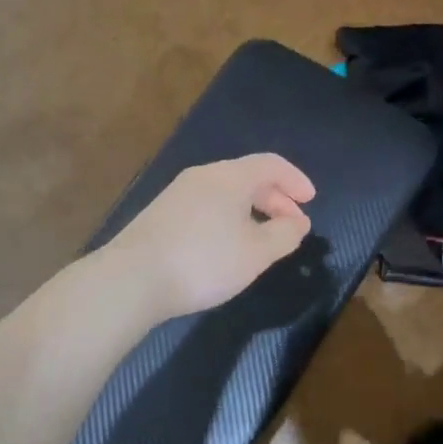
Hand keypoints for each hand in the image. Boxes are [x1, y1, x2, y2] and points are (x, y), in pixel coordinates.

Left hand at [104, 154, 315, 319]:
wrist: (132, 279)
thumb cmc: (203, 261)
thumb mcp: (256, 253)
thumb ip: (284, 235)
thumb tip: (298, 222)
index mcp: (230, 177)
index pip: (271, 164)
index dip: (295, 180)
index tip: (310, 201)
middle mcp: (203, 176)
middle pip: (248, 176)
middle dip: (276, 198)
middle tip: (292, 224)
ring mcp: (178, 194)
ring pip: (226, 192)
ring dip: (252, 209)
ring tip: (263, 237)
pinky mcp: (162, 214)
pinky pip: (208, 205)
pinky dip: (230, 216)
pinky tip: (228, 244)